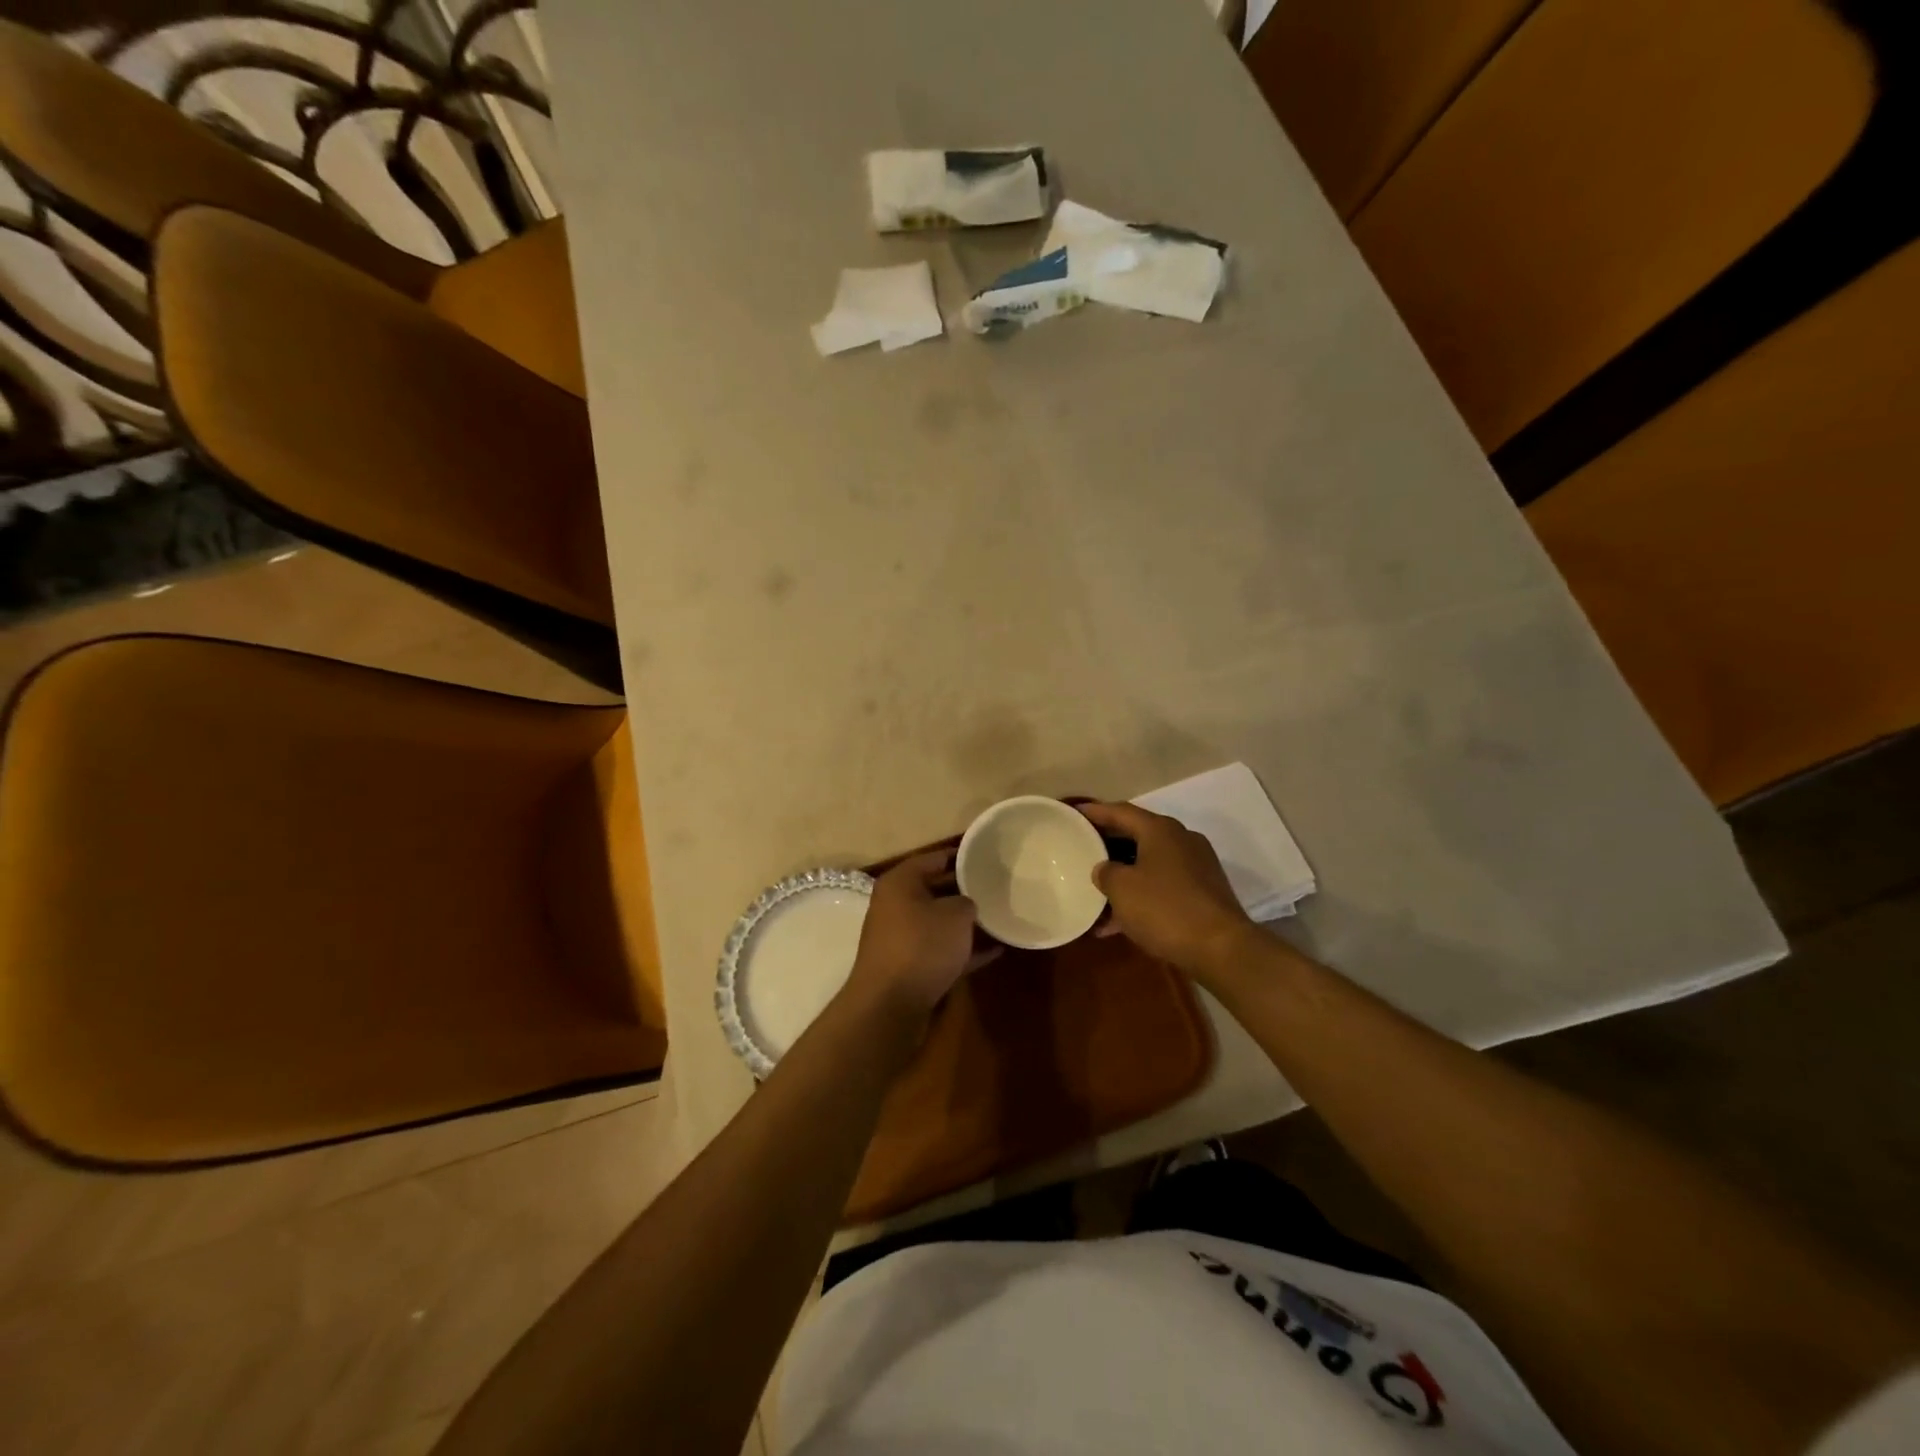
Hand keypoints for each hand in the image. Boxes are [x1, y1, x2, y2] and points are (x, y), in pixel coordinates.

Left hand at [843, 852, 986, 1025]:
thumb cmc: (922, 945)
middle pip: (935, 890)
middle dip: (965, 889)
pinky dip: (964, 949)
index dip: (960, 855)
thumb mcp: (955, 914)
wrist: (891, 1004)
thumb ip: (967, 902)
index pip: (933, 858)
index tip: (986, 855)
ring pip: (939, 922)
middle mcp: (896, 906)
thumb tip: (966, 906)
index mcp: (900, 883)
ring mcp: (901, 938)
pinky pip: (942, 950)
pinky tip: (996, 950)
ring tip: (1000, 916)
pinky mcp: (910, 967)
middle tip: (996, 885)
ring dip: (966, 922)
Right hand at [1079, 802, 1253, 974]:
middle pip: (1136, 835)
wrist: (1221, 948)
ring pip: (1149, 864)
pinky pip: (1162, 886)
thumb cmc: (1165, 908)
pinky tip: (1117, 923)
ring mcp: (1195, 867)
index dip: (1095, 812)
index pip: (1120, 811)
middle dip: (1108, 845)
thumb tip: (1105, 869)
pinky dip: (1141, 896)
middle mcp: (1181, 840)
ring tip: (1094, 894)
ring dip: (1123, 877)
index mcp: (1160, 830)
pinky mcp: (1203, 893)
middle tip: (1081, 849)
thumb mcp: (1122, 888)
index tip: (1074, 813)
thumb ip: (1106, 872)